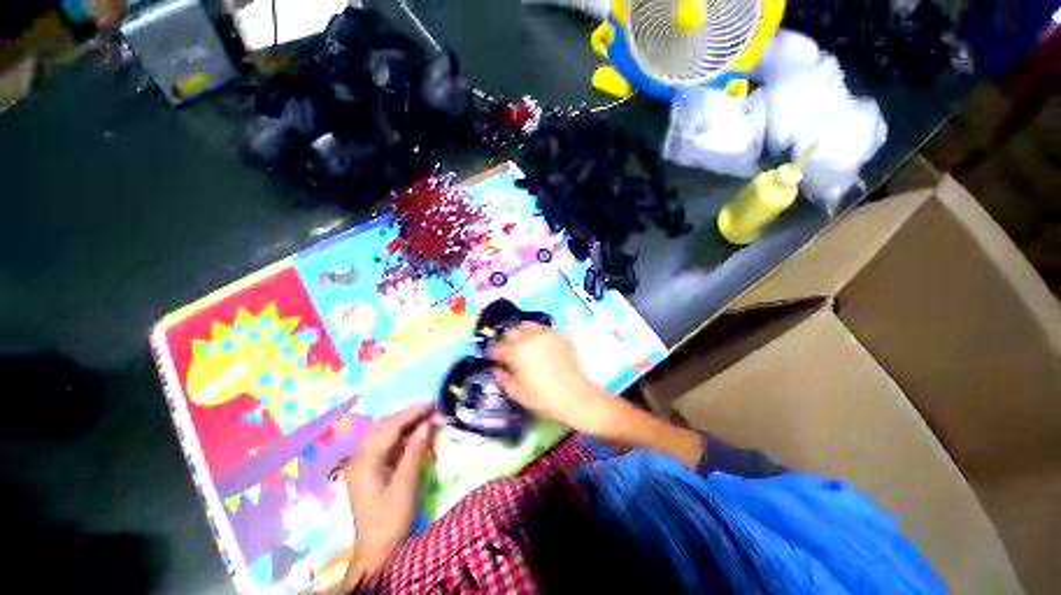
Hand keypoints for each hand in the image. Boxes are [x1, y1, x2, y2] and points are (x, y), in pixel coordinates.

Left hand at [342, 403, 433, 586]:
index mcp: (365, 463)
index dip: (411, 413)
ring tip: (426, 417)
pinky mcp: (370, 471)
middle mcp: (360, 459)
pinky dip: (402, 436)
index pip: (389, 428)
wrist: (376, 553)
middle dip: (407, 415)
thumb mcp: (405, 486)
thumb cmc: (391, 521)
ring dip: (404, 423)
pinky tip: (415, 433)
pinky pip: (386, 445)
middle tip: (430, 409)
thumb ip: (414, 452)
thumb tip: (426, 423)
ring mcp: (363, 465)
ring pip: (383, 434)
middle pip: (383, 427)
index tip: (432, 404)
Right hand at [489, 322, 619, 436]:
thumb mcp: (517, 393)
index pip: (497, 347)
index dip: (492, 354)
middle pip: (510, 332)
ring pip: (526, 325)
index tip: (492, 359)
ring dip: (520, 333)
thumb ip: (502, 378)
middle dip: (505, 341)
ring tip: (522, 345)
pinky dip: (536, 334)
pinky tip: (539, 345)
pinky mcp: (559, 335)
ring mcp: (546, 334)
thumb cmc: (543, 398)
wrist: (576, 396)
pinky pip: (543, 329)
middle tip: (507, 353)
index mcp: (516, 351)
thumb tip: (496, 368)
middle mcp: (529, 337)